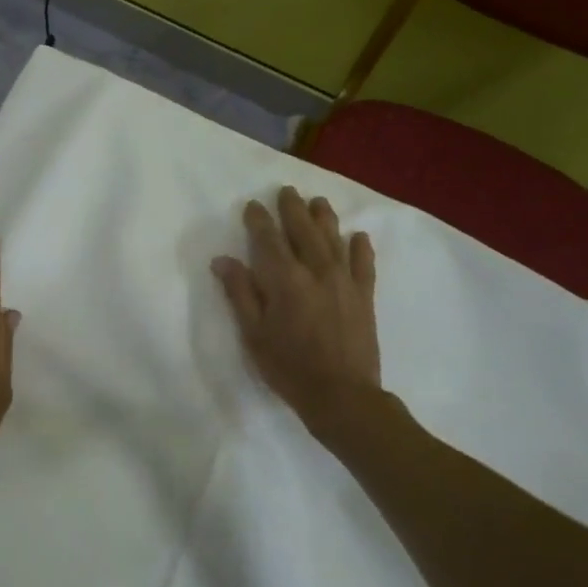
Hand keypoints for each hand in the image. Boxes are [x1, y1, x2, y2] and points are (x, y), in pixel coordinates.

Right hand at [212, 187, 380, 431]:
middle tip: (286, 191)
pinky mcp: (364, 295)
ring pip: (334, 239)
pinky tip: (358, 236)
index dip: (259, 220)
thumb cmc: (289, 367)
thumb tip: (223, 260)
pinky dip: (360, 247)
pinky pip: (364, 263)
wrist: (342, 395)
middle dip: (292, 208)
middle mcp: (317, 271)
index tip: (252, 205)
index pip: (268, 239)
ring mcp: (345, 281)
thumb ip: (240, 293)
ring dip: (325, 217)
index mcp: (285, 279)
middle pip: (303, 230)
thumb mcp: (254, 334)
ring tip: (318, 202)